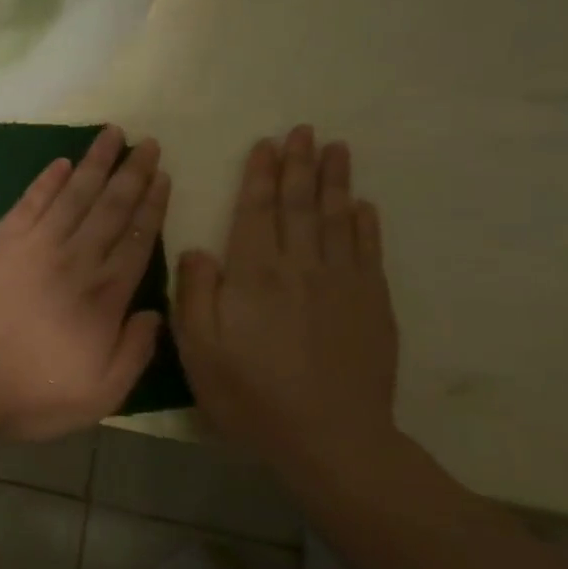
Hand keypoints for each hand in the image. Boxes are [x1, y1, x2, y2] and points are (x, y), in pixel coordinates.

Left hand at [0, 126, 169, 441]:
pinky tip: (61, 162)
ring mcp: (34, 246)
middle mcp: (74, 261)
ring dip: (94, 163)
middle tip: (148, 143)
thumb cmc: (32, 394)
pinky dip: (46, 180)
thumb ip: (135, 351)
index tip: (164, 177)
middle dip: (132, 173)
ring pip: (73, 195)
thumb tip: (154, 311)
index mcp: (104, 296)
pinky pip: (29, 202)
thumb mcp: (101, 393)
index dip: (152, 206)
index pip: (136, 240)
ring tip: (112, 134)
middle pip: (110, 208)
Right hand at [175, 126, 398, 461]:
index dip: (261, 176)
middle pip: (300, 205)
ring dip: (335, 181)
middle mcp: (301, 267)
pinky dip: (364, 224)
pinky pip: (369, 251)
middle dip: (299, 165)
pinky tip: (362, 206)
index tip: (266, 145)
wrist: (330, 438)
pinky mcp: (372, 304)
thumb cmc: (251, 395)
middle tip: (303, 131)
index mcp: (255, 275)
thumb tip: (196, 249)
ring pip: (337, 219)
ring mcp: (343, 283)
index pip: (256, 212)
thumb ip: (195, 294)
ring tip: (336, 149)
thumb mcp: (199, 349)